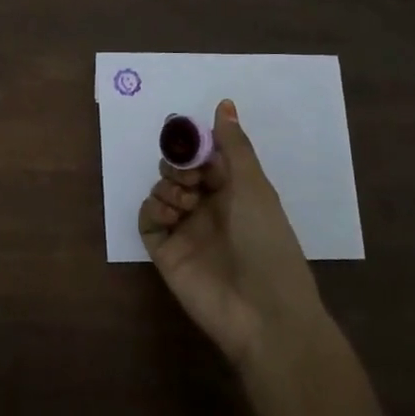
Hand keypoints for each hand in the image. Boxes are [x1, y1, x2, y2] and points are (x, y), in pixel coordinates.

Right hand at [139, 99, 329, 368]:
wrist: (263, 312)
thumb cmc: (267, 242)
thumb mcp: (254, 187)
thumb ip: (234, 145)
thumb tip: (224, 103)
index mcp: (234, 190)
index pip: (205, 156)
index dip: (193, 142)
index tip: (183, 131)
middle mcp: (208, 207)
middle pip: (178, 170)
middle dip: (177, 163)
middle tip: (188, 175)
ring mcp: (185, 229)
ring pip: (161, 191)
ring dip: (168, 186)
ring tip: (185, 202)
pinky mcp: (165, 252)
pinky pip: (147, 219)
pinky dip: (152, 210)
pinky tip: (169, 215)